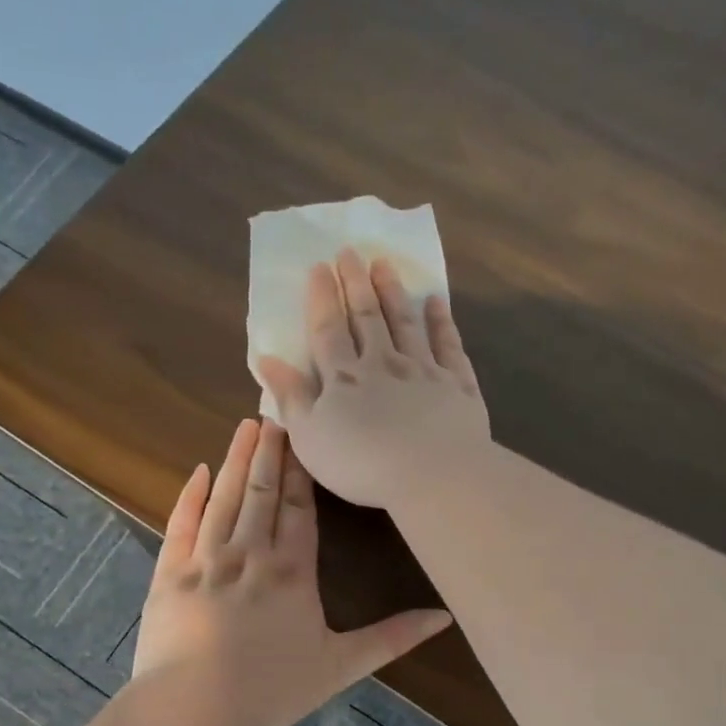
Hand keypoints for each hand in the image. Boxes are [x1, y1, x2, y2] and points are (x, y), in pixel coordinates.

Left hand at [131, 417, 452, 725]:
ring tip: (246, 428)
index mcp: (292, 572)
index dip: (301, 472)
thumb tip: (443, 617)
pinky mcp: (170, 573)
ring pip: (226, 498)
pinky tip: (200, 472)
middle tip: (274, 414)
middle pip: (263, 492)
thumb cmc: (270, 689)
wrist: (193, 707)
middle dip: (271, 453)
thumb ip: (391, 638)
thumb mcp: (339, 667)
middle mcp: (250, 553)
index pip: (300, 509)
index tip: (303, 437)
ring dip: (238, 461)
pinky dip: (191, 496)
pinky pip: (181, 523)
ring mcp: (206, 559)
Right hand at [258, 248, 491, 510]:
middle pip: (368, 317)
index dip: (322, 298)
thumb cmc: (362, 464)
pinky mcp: (457, 384)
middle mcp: (383, 363)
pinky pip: (448, 345)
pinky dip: (441, 322)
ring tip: (384, 264)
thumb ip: (291, 397)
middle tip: (350, 252)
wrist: (433, 474)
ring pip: (406, 323)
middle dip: (356, 283)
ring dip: (394, 292)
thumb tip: (267, 359)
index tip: (318, 267)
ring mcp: (423, 370)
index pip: (329, 330)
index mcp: (344, 378)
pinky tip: (436, 303)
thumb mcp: (310, 438)